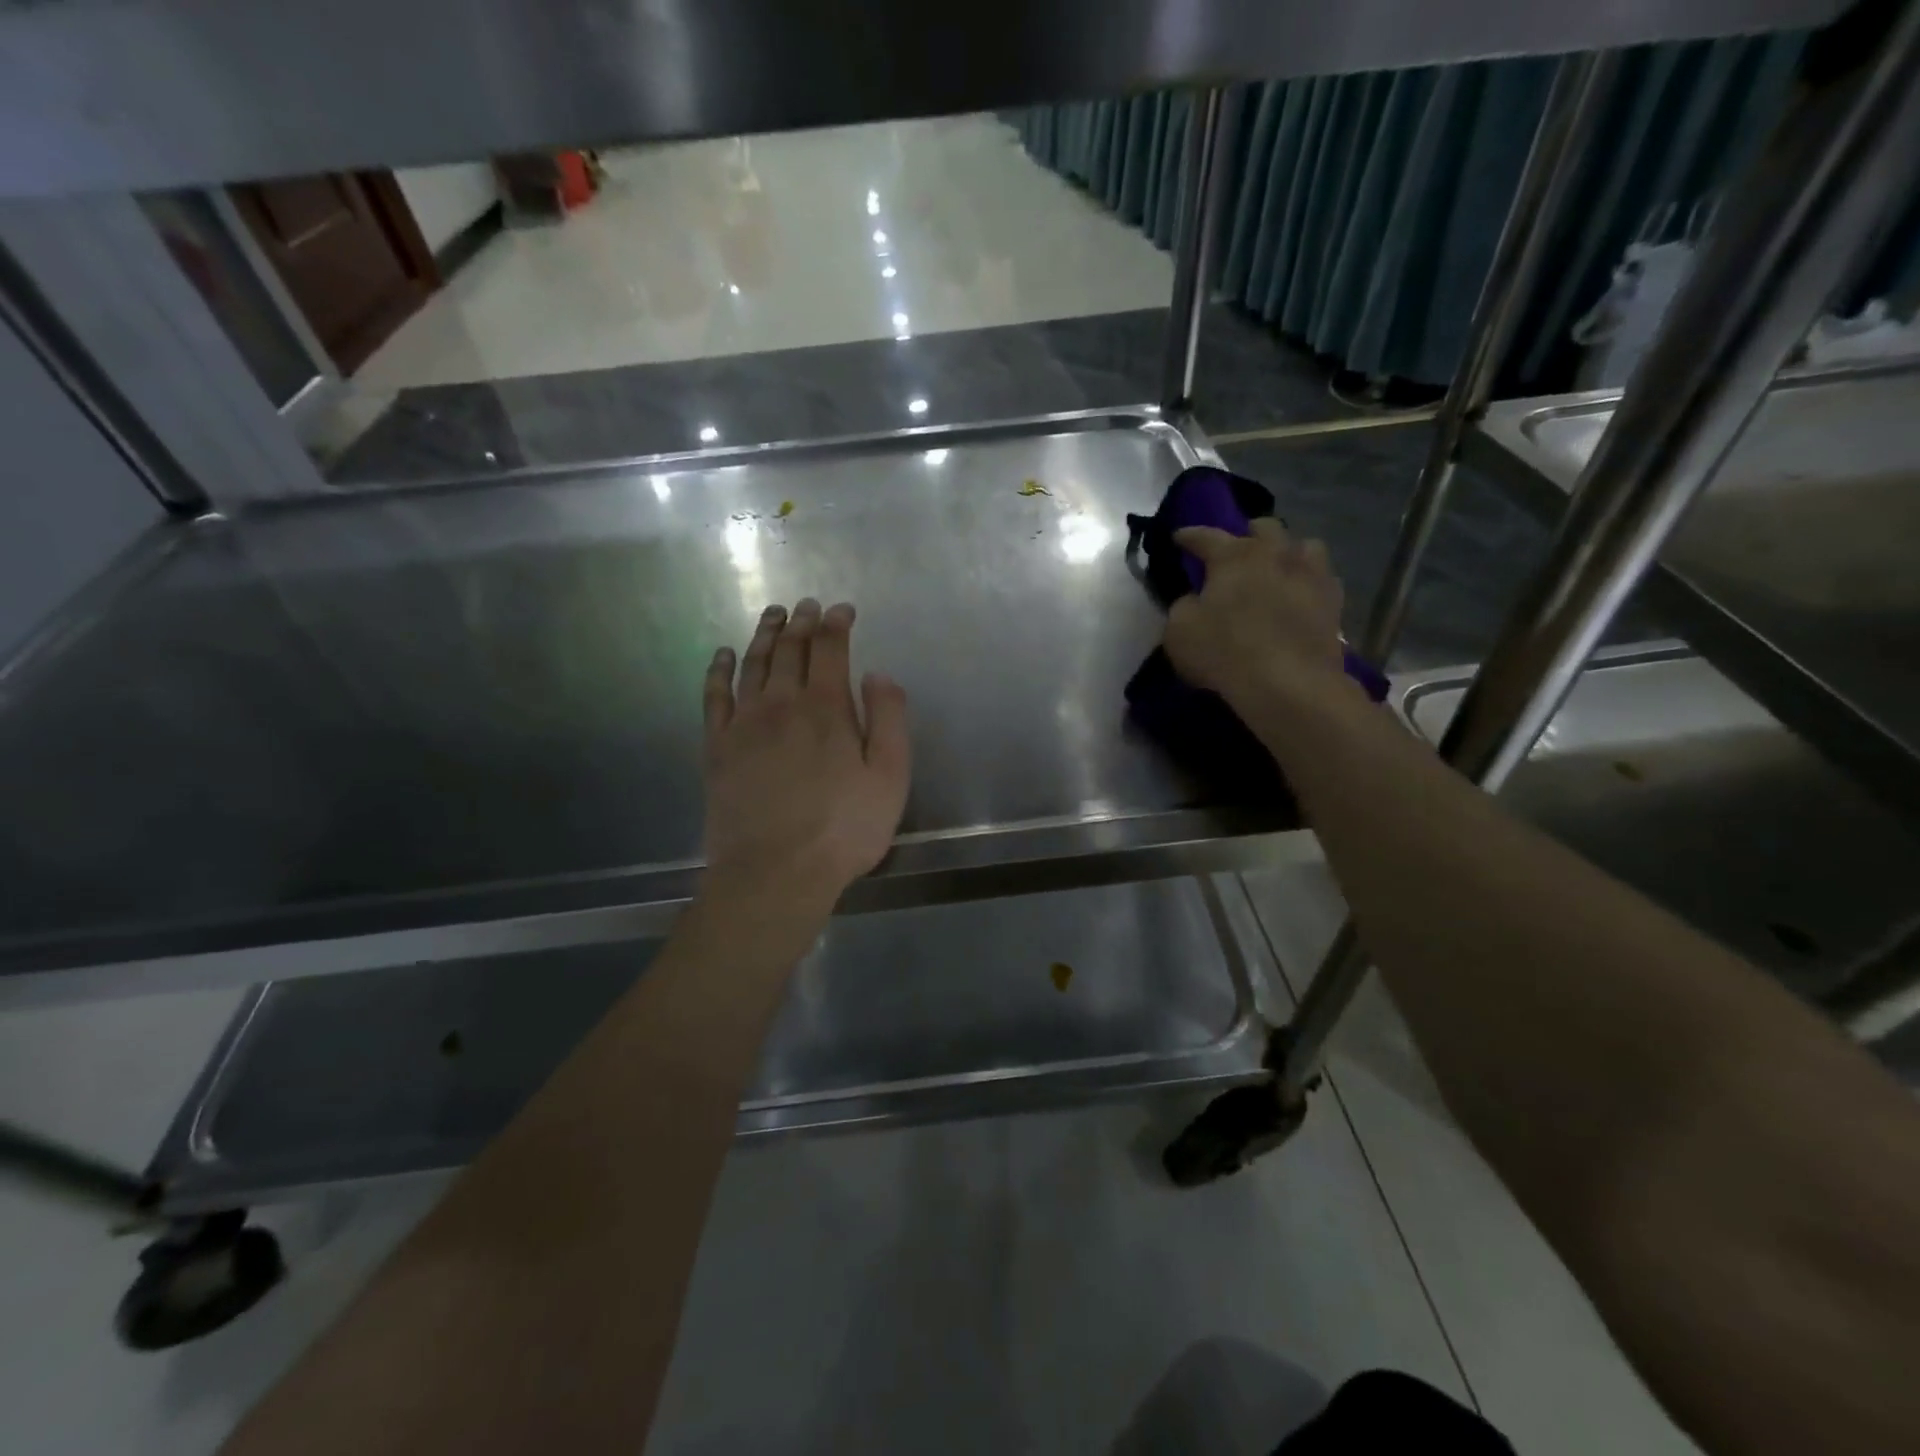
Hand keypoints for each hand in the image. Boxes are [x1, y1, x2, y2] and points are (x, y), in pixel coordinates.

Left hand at [701, 599, 910, 911]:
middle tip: (807, 605)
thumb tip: (877, 674)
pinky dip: (719, 670)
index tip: (842, 610)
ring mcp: (744, 723)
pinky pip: (715, 695)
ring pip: (753, 663)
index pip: (830, 649)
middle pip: (790, 649)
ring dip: (765, 635)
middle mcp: (781, 703)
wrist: (775, 872)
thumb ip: (888, 719)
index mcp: (826, 707)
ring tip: (772, 615)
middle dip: (802, 622)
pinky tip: (724, 655)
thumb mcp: (890, 777)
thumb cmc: (843, 829)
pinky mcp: (717, 747)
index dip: (837, 623)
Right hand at [1163, 519, 1348, 711]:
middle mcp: (1276, 554)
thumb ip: (1183, 607)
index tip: (1179, 537)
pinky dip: (1308, 582)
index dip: (1189, 536)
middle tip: (1236, 552)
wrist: (1289, 684)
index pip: (1206, 536)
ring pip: (1304, 546)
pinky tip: (1300, 597)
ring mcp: (1311, 575)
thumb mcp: (1179, 631)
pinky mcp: (1334, 602)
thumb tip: (1194, 600)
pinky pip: (1322, 579)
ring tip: (1277, 569)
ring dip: (1287, 552)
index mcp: (1234, 556)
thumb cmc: (1225, 652)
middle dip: (1247, 535)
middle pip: (1264, 527)